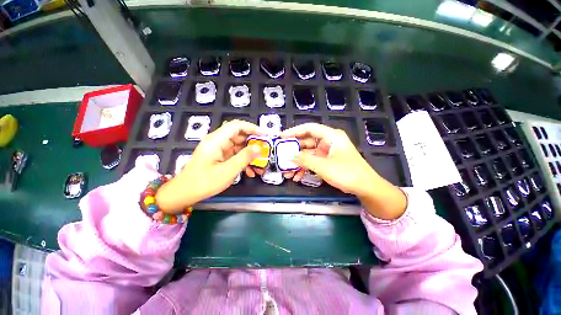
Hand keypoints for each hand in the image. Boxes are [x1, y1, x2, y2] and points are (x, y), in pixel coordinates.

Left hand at [155, 120, 263, 212]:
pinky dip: (244, 161)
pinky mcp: (220, 157)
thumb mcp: (228, 171)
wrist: (184, 193)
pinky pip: (235, 155)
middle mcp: (217, 141)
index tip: (265, 135)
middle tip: (265, 151)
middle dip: (253, 144)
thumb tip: (258, 147)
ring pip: (239, 147)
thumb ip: (244, 158)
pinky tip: (251, 172)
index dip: (252, 128)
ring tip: (260, 166)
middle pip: (239, 136)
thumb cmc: (204, 182)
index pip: (236, 126)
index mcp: (216, 140)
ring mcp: (218, 149)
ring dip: (250, 155)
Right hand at [281, 123, 406, 219]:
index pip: (309, 128)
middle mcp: (329, 141)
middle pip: (307, 142)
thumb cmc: (346, 173)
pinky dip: (305, 168)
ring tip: (287, 172)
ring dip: (298, 163)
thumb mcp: (323, 166)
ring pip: (309, 154)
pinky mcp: (327, 161)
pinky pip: (313, 161)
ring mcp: (328, 152)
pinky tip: (297, 176)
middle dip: (294, 151)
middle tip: (281, 156)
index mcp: (331, 136)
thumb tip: (289, 156)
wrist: (365, 187)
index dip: (294, 131)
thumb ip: (304, 160)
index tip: (282, 137)